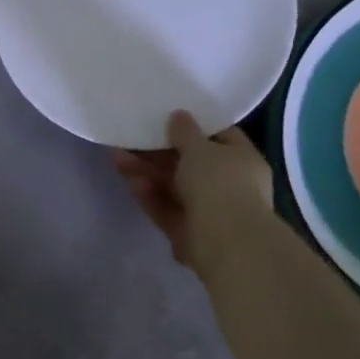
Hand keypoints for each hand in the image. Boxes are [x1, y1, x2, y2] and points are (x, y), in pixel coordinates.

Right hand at [114, 111, 273, 280]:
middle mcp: (229, 185)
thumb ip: (185, 131)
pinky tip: (132, 184)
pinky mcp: (189, 232)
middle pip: (189, 163)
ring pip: (173, 186)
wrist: (226, 242)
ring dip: (147, 172)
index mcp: (242, 160)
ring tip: (118, 158)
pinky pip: (167, 209)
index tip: (169, 117)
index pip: (220, 136)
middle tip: (131, 138)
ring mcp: (209, 210)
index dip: (195, 126)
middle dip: (158, 152)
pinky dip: (150, 196)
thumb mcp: (200, 148)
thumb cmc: (220, 183)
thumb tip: (179, 115)